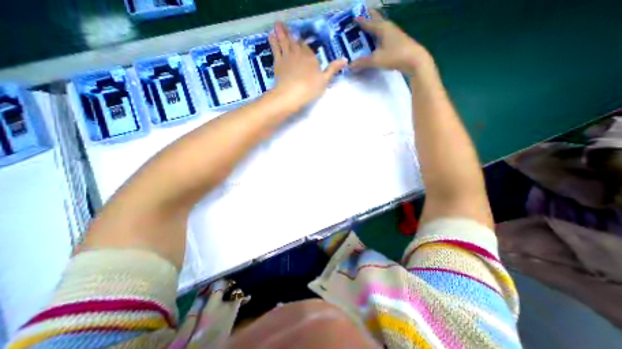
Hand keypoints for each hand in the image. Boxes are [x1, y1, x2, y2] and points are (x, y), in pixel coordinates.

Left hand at [266, 22, 346, 111]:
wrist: (291, 94)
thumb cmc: (310, 89)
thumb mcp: (325, 80)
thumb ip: (333, 69)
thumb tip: (345, 59)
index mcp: (311, 58)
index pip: (307, 48)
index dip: (304, 45)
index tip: (301, 41)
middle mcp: (299, 54)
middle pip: (295, 42)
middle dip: (291, 35)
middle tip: (285, 25)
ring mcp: (287, 57)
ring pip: (284, 42)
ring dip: (281, 32)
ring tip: (277, 24)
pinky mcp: (278, 63)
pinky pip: (275, 48)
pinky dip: (273, 41)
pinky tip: (271, 35)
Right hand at [350, 9, 433, 75]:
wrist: (414, 60)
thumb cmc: (395, 56)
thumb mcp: (376, 60)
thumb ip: (362, 62)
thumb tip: (350, 66)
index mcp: (382, 27)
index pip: (368, 22)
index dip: (360, 20)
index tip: (352, 18)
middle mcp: (388, 27)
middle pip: (376, 19)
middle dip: (368, 18)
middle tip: (359, 19)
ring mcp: (393, 34)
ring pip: (380, 27)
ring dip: (373, 27)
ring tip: (365, 30)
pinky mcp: (397, 41)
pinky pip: (383, 35)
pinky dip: (377, 36)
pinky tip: (375, 42)